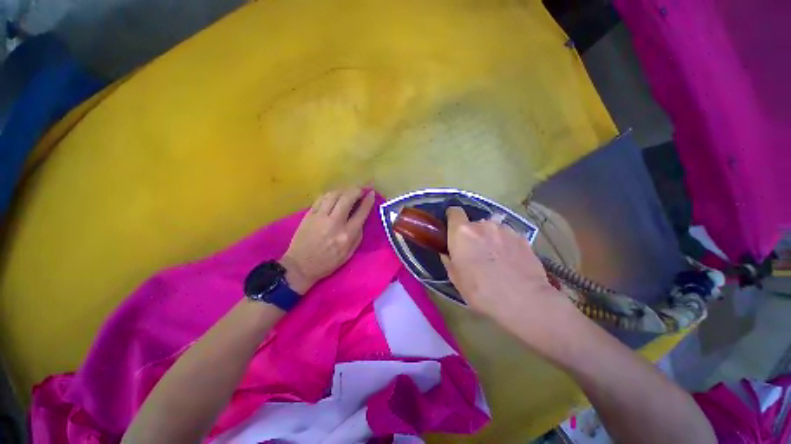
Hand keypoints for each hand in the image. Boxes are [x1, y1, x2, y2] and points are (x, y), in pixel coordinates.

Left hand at [280, 188, 374, 293]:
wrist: (300, 266)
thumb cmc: (327, 262)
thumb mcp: (349, 254)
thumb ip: (358, 235)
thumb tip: (361, 219)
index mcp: (346, 235)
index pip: (361, 212)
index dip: (368, 200)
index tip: (371, 193)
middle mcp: (334, 223)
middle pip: (347, 198)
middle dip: (356, 190)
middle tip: (360, 190)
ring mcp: (320, 217)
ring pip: (333, 195)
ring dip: (343, 190)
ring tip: (348, 192)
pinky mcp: (309, 214)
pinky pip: (321, 198)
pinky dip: (330, 194)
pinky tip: (334, 196)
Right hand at [440, 207, 580, 344]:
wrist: (523, 300)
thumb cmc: (480, 290)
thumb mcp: (455, 278)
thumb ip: (448, 260)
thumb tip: (448, 253)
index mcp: (462, 232)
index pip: (454, 212)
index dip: (452, 218)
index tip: (452, 230)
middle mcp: (483, 224)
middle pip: (473, 223)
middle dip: (472, 235)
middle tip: (475, 253)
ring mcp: (505, 229)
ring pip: (492, 229)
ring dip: (490, 238)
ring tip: (496, 258)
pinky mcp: (522, 237)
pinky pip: (507, 236)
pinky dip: (505, 244)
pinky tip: (510, 261)